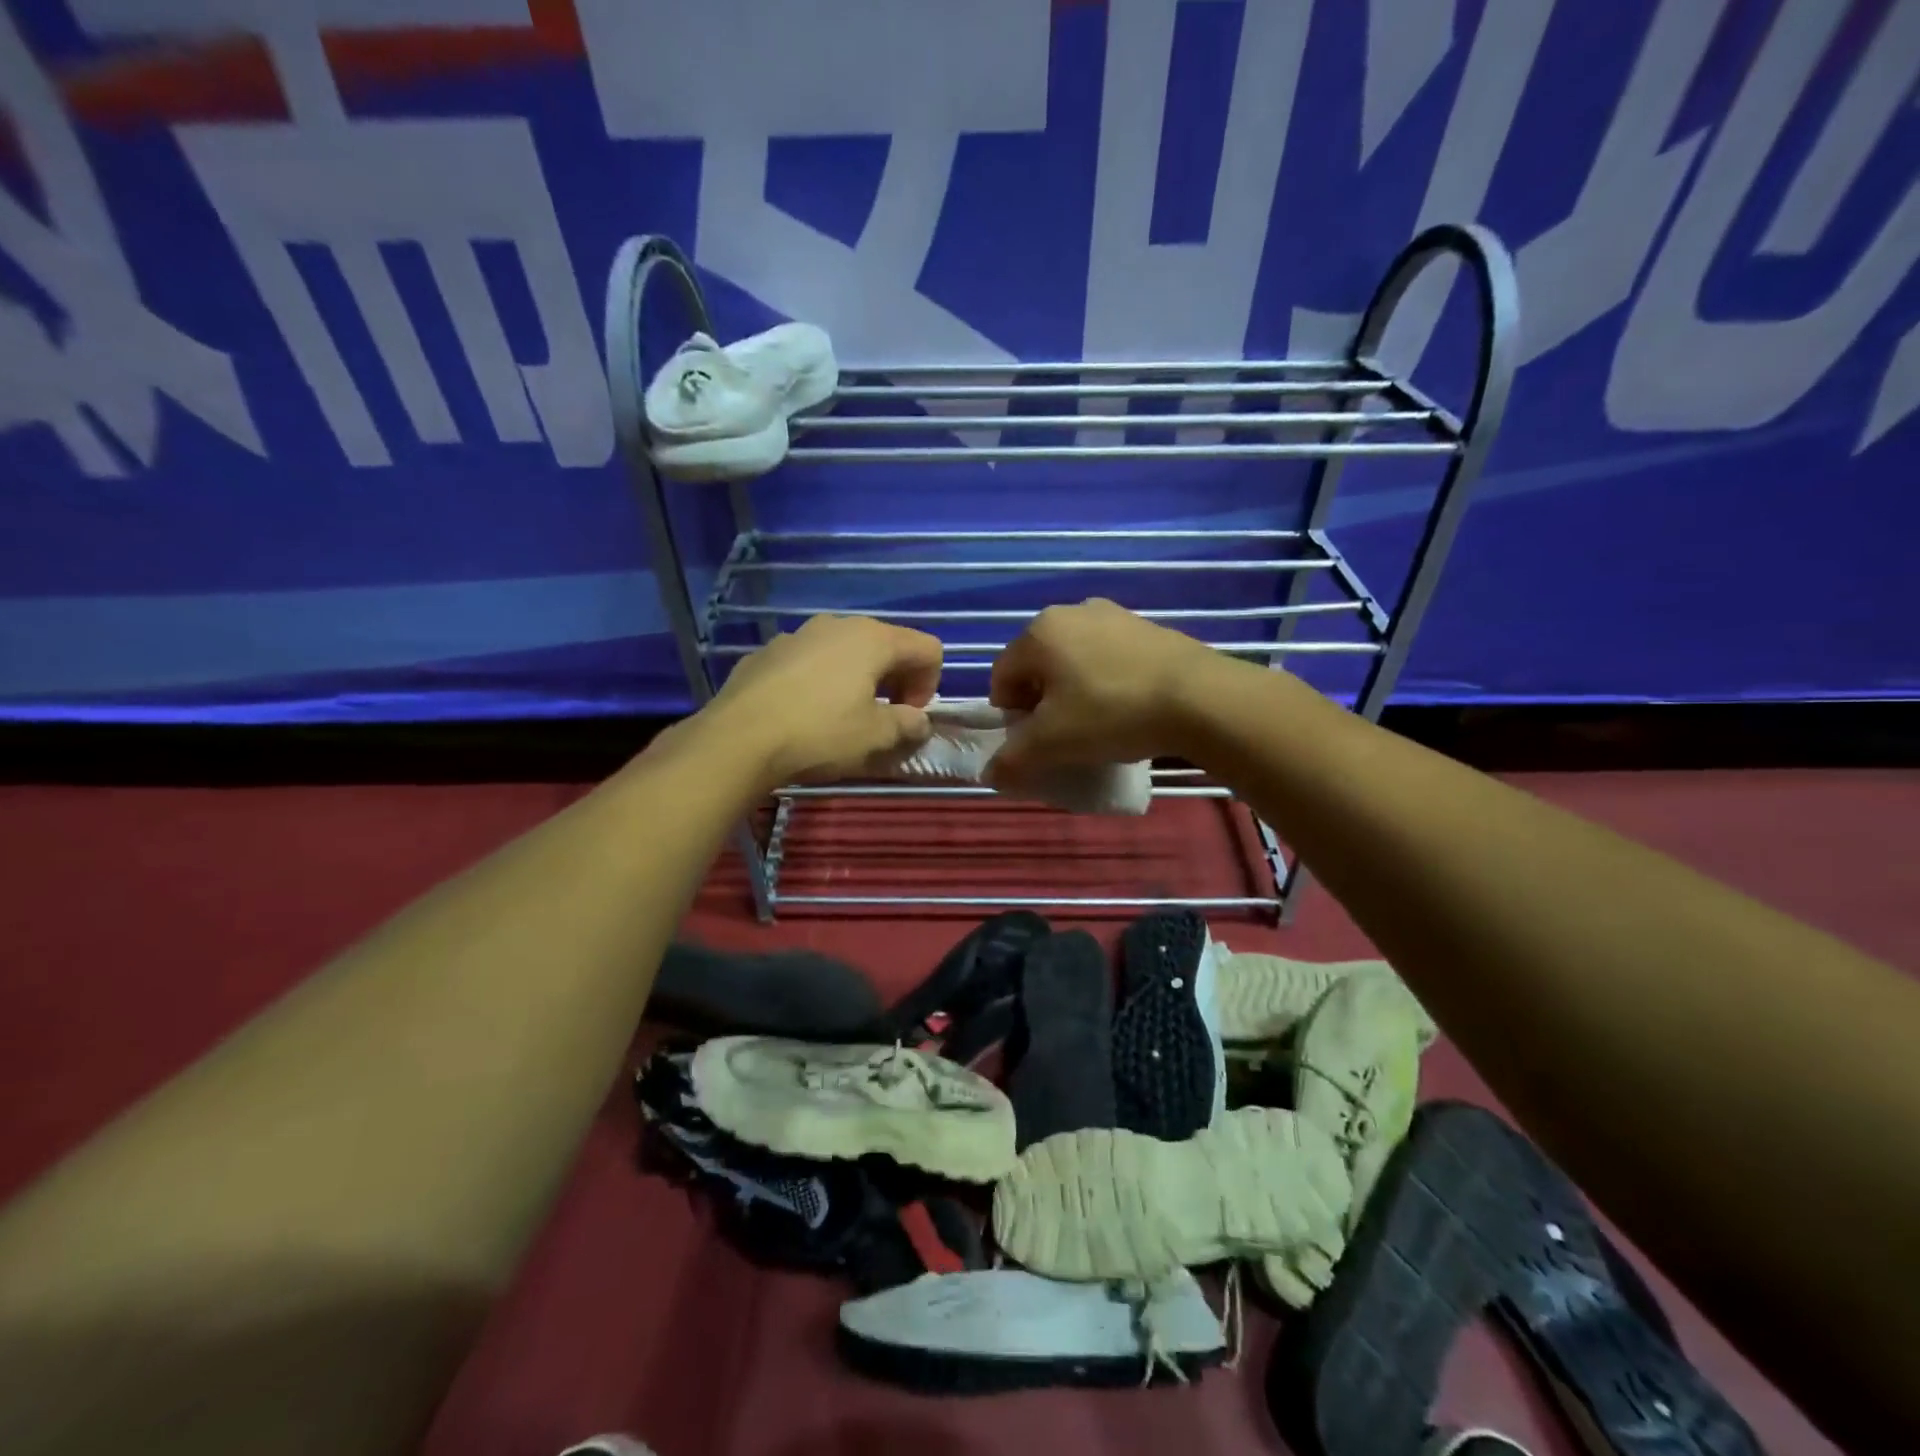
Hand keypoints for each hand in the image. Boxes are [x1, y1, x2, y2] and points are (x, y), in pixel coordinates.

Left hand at [702, 615, 942, 790]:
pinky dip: (821, 681)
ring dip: (857, 679)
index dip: (929, 684)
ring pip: (845, 651)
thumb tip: (918, 721)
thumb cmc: (819, 734)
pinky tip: (803, 713)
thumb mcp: (876, 737)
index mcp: (873, 638)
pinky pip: (810, 661)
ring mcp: (798, 635)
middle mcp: (838, 625)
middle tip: (884, 718)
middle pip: (887, 645)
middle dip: (895, 680)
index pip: (927, 648)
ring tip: (842, 716)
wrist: (737, 739)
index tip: (909, 717)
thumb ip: (908, 725)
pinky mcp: (767, 652)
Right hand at [986, 599, 1219, 788]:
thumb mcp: (1052, 745)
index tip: (1034, 743)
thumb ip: (1013, 760)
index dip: (1010, 716)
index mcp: (1039, 632)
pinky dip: (1108, 682)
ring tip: (1099, 723)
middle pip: (1039, 667)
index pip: (1002, 677)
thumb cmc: (1111, 713)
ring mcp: (1114, 615)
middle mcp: (1071, 612)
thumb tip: (992, 774)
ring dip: (1075, 692)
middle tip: (1064, 735)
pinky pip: (1111, 658)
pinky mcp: (1149, 627)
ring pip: (1076, 661)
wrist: (1199, 698)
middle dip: (1042, 703)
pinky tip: (1129, 708)